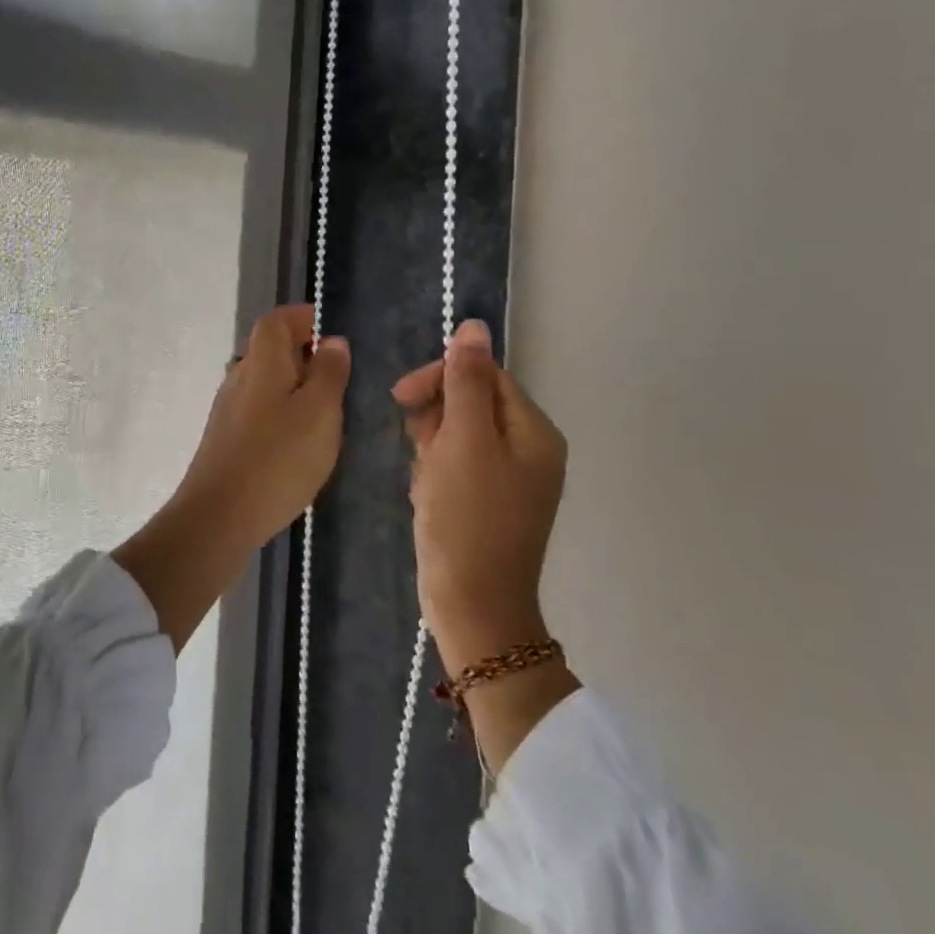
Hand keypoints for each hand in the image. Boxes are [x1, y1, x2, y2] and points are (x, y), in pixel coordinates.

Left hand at [115, 304, 349, 650]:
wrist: (219, 516)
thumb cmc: (278, 458)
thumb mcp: (320, 412)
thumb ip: (329, 373)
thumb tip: (332, 340)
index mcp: (262, 361)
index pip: (276, 320)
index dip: (301, 317)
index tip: (328, 328)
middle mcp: (239, 376)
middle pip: (268, 348)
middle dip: (301, 350)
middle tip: (336, 370)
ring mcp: (228, 408)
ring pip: (263, 380)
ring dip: (292, 383)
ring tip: (324, 406)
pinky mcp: (226, 437)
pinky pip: (258, 407)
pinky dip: (280, 409)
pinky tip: (298, 438)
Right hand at [393, 318, 567, 675]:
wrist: (472, 607)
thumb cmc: (467, 519)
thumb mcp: (463, 441)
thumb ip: (466, 381)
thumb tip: (475, 326)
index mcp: (534, 431)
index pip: (484, 374)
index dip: (441, 378)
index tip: (401, 397)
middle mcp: (529, 449)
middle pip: (471, 402)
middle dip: (435, 421)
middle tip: (420, 451)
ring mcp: (510, 478)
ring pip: (457, 434)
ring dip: (431, 449)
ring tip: (425, 483)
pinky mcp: (488, 500)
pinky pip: (455, 464)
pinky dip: (435, 473)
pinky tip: (427, 498)